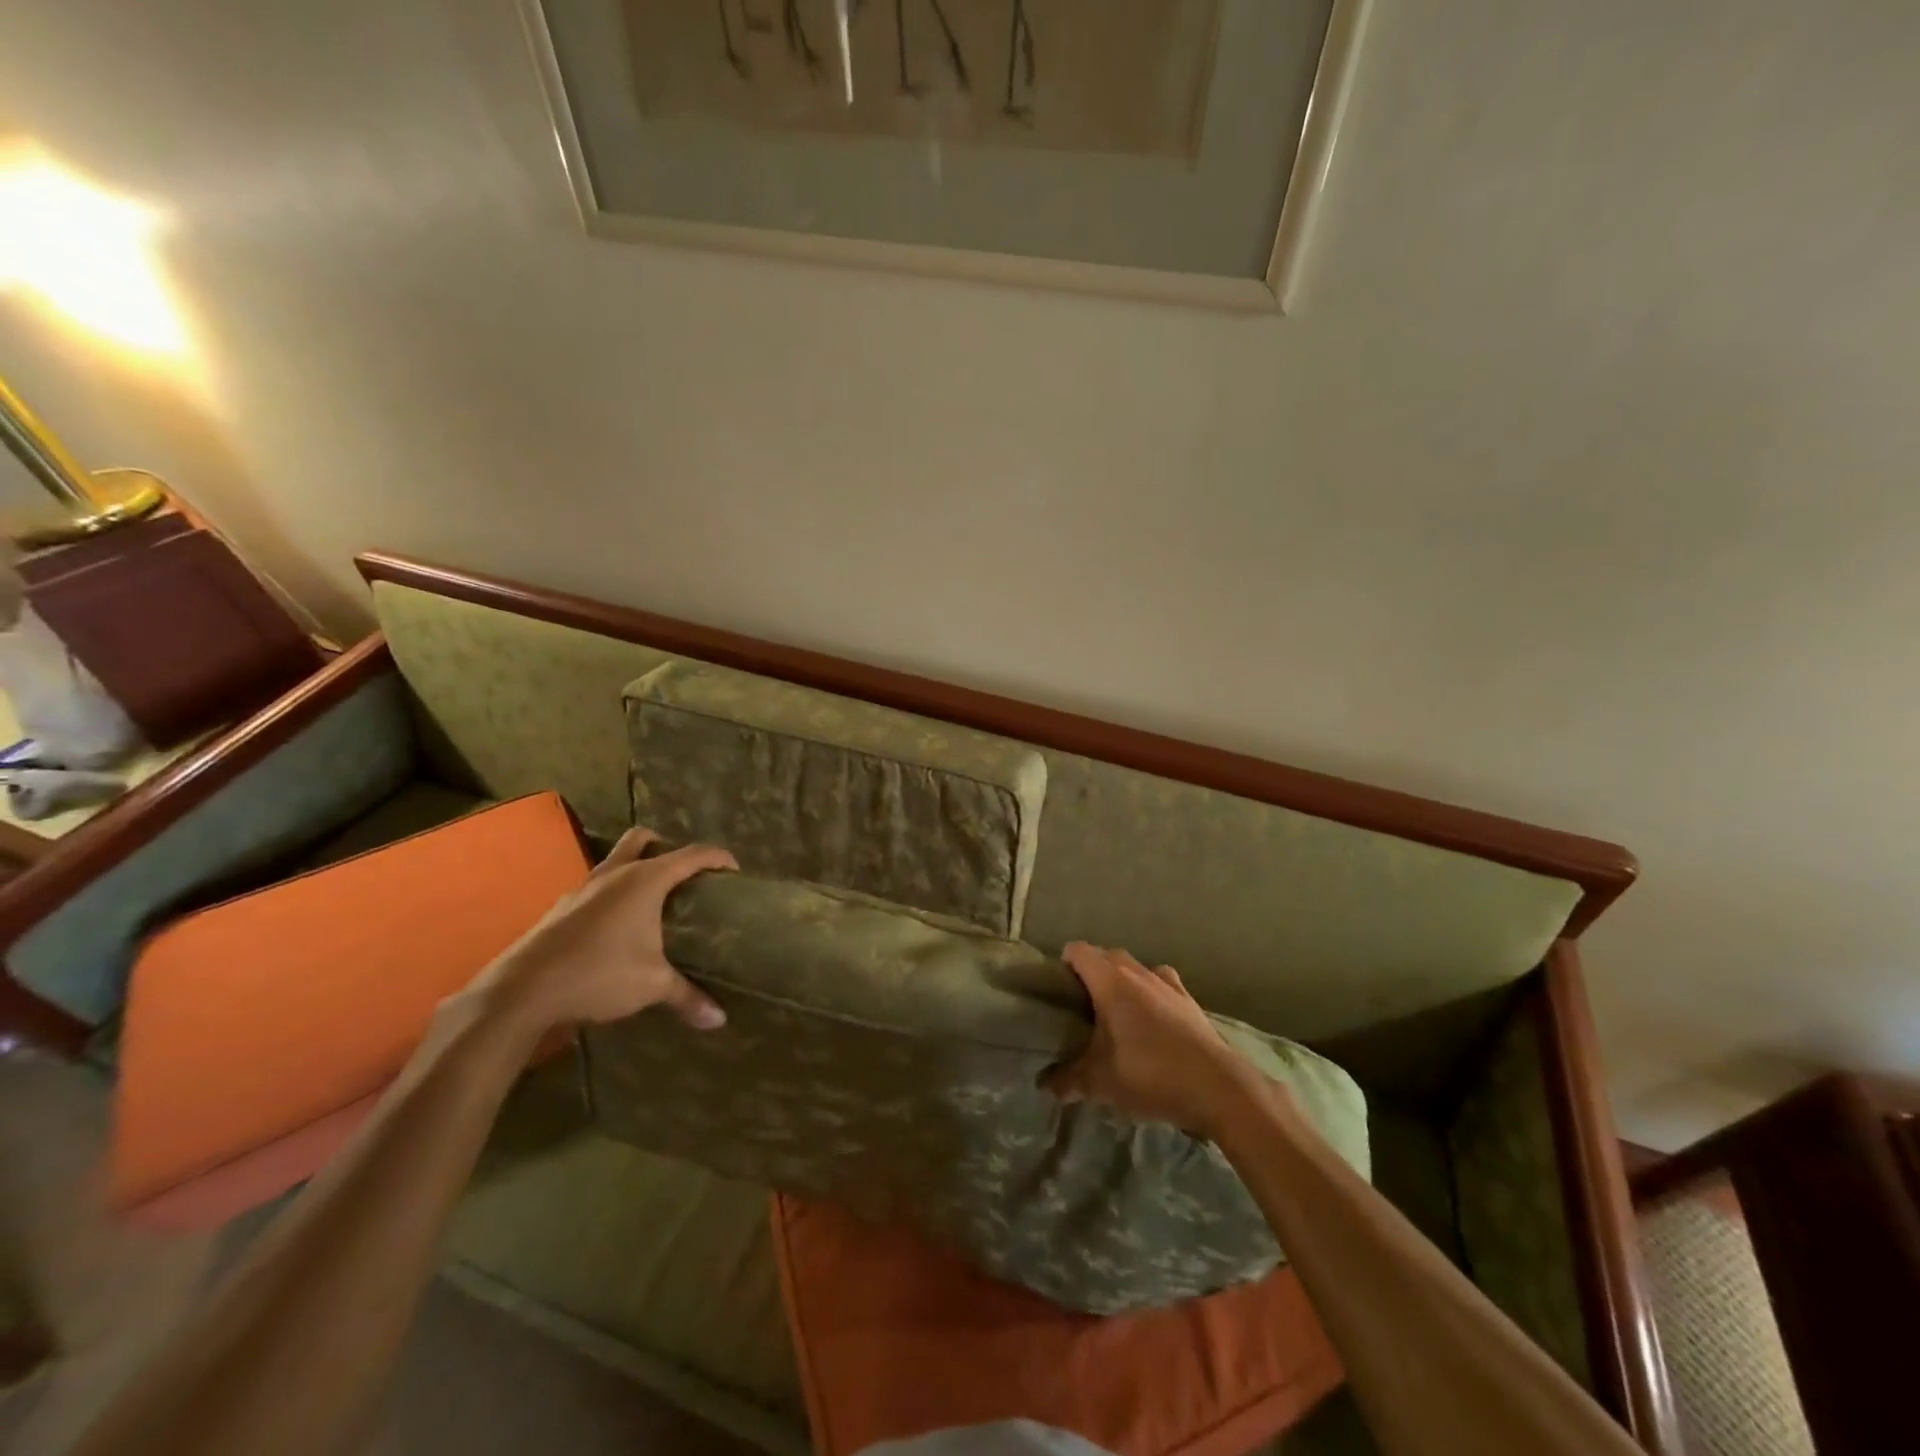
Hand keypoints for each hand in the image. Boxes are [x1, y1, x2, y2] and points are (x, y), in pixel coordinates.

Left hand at [468, 827, 736, 1039]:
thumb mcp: (652, 985)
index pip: (692, 854)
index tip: (735, 870)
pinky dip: (612, 895)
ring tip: (652, 901)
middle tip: (683, 875)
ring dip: (635, 869)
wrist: (522, 992)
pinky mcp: (561, 908)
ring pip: (615, 860)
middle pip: (644, 839)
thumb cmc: (598, 974)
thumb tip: (719, 1019)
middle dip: (666, 846)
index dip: (717, 857)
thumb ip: (687, 997)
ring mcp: (583, 888)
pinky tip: (617, 927)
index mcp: (645, 880)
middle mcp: (615, 874)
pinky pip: (595, 888)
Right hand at [1039, 943, 1266, 1139]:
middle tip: (1081, 1006)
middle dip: (1090, 972)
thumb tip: (1044, 1085)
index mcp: (1109, 981)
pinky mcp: (1189, 999)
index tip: (1057, 990)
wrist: (1217, 1087)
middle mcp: (1136, 972)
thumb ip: (1067, 1080)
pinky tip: (1152, 1016)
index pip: (1078, 951)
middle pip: (1105, 955)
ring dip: (1122, 980)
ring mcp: (1166, 982)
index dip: (1063, 964)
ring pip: (1134, 967)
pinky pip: (1161, 982)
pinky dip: (1151, 991)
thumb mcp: (1100, 1083)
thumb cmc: (1149, 1075)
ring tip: (1115, 1011)